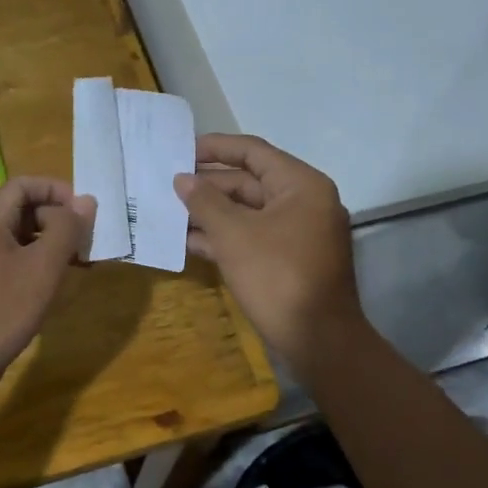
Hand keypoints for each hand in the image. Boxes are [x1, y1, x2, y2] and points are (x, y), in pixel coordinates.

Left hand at [0, 177, 93, 409]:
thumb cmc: (1, 309)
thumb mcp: (43, 267)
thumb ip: (67, 230)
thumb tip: (86, 201)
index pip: (25, 185)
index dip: (58, 191)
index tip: (86, 213)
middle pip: (24, 209)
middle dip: (59, 220)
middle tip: (89, 242)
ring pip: (21, 238)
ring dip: (53, 245)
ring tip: (82, 264)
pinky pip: (14, 262)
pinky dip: (38, 266)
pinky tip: (58, 285)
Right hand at [174, 134, 360, 368]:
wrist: (319, 340)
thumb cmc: (277, 276)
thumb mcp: (234, 235)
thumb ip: (205, 202)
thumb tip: (182, 179)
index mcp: (301, 185)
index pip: (253, 152)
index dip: (215, 148)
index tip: (180, 150)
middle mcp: (304, 202)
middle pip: (250, 182)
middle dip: (208, 185)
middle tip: (168, 185)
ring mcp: (297, 234)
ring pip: (248, 213)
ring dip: (211, 213)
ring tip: (169, 212)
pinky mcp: (289, 260)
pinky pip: (252, 237)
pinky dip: (224, 238)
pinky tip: (188, 242)